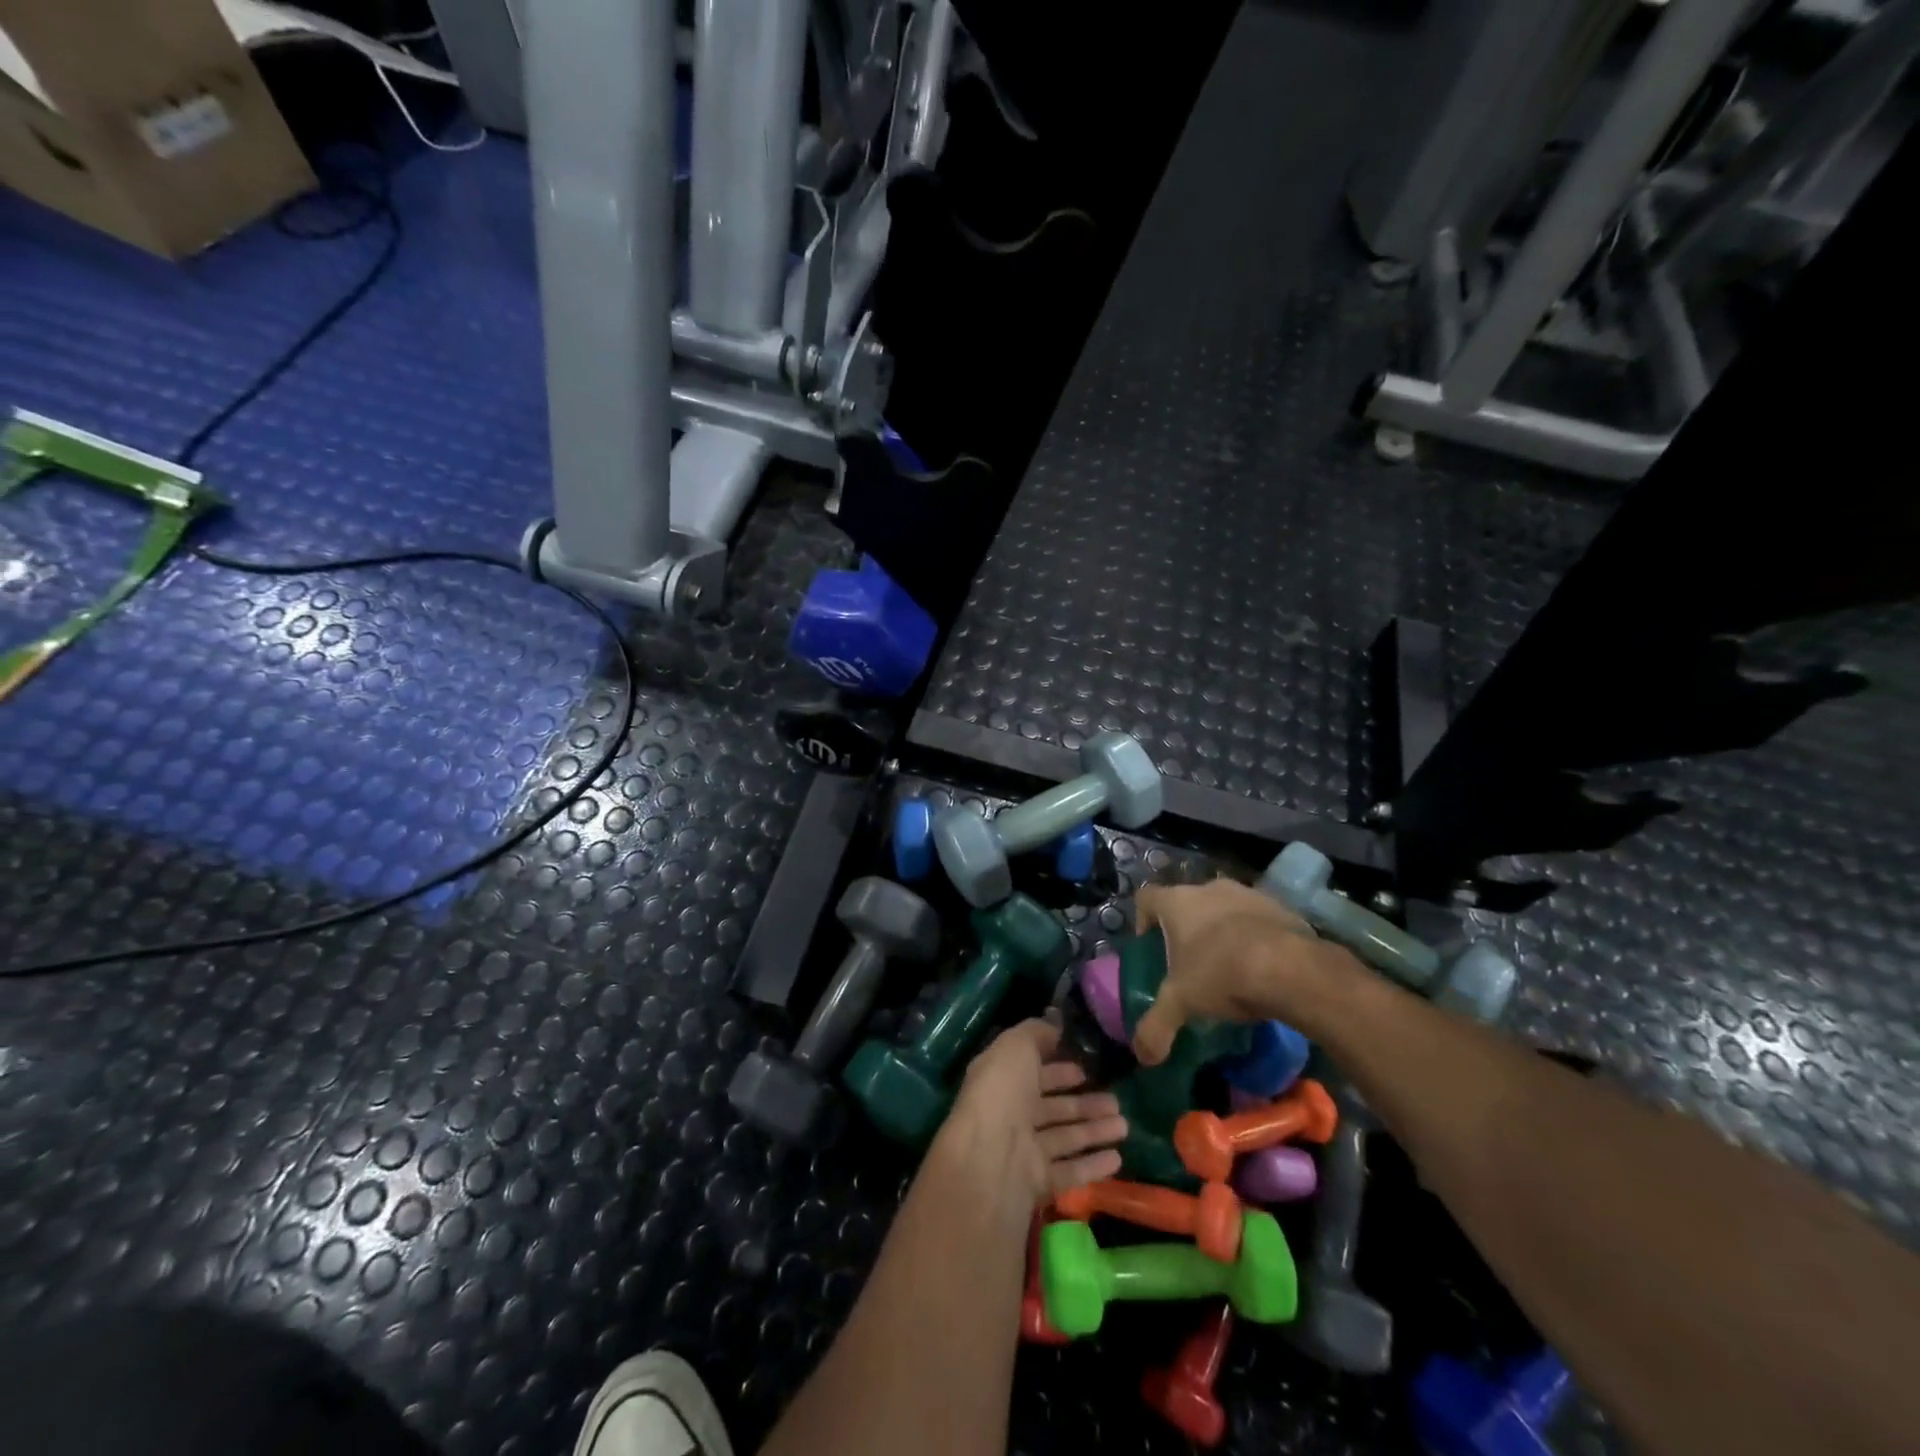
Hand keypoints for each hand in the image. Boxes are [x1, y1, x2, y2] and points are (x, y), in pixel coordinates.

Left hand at [940, 1019, 1126, 1209]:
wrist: (989, 1161)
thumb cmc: (1002, 1094)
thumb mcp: (1016, 1047)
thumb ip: (1036, 1033)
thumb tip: (1054, 1024)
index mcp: (1002, 1081)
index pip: (1033, 1073)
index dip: (1058, 1070)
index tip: (1085, 1069)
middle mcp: (1011, 1115)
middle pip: (1053, 1108)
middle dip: (1083, 1104)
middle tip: (1116, 1101)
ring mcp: (1024, 1151)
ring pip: (1065, 1138)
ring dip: (1095, 1131)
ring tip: (1124, 1126)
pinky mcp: (1038, 1183)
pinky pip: (1070, 1172)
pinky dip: (1093, 1165)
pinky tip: (1118, 1159)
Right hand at [1132, 877, 1339, 1064]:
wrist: (1292, 969)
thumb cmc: (1222, 974)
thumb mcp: (1181, 1004)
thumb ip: (1156, 1027)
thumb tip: (1143, 1057)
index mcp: (1177, 902)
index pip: (1146, 899)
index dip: (1143, 922)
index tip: (1151, 949)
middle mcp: (1209, 888)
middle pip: (1187, 903)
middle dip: (1186, 930)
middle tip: (1189, 964)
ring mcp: (1247, 894)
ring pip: (1224, 909)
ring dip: (1222, 932)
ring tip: (1229, 968)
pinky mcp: (1280, 907)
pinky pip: (1257, 920)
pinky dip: (1254, 937)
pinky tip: (1261, 968)